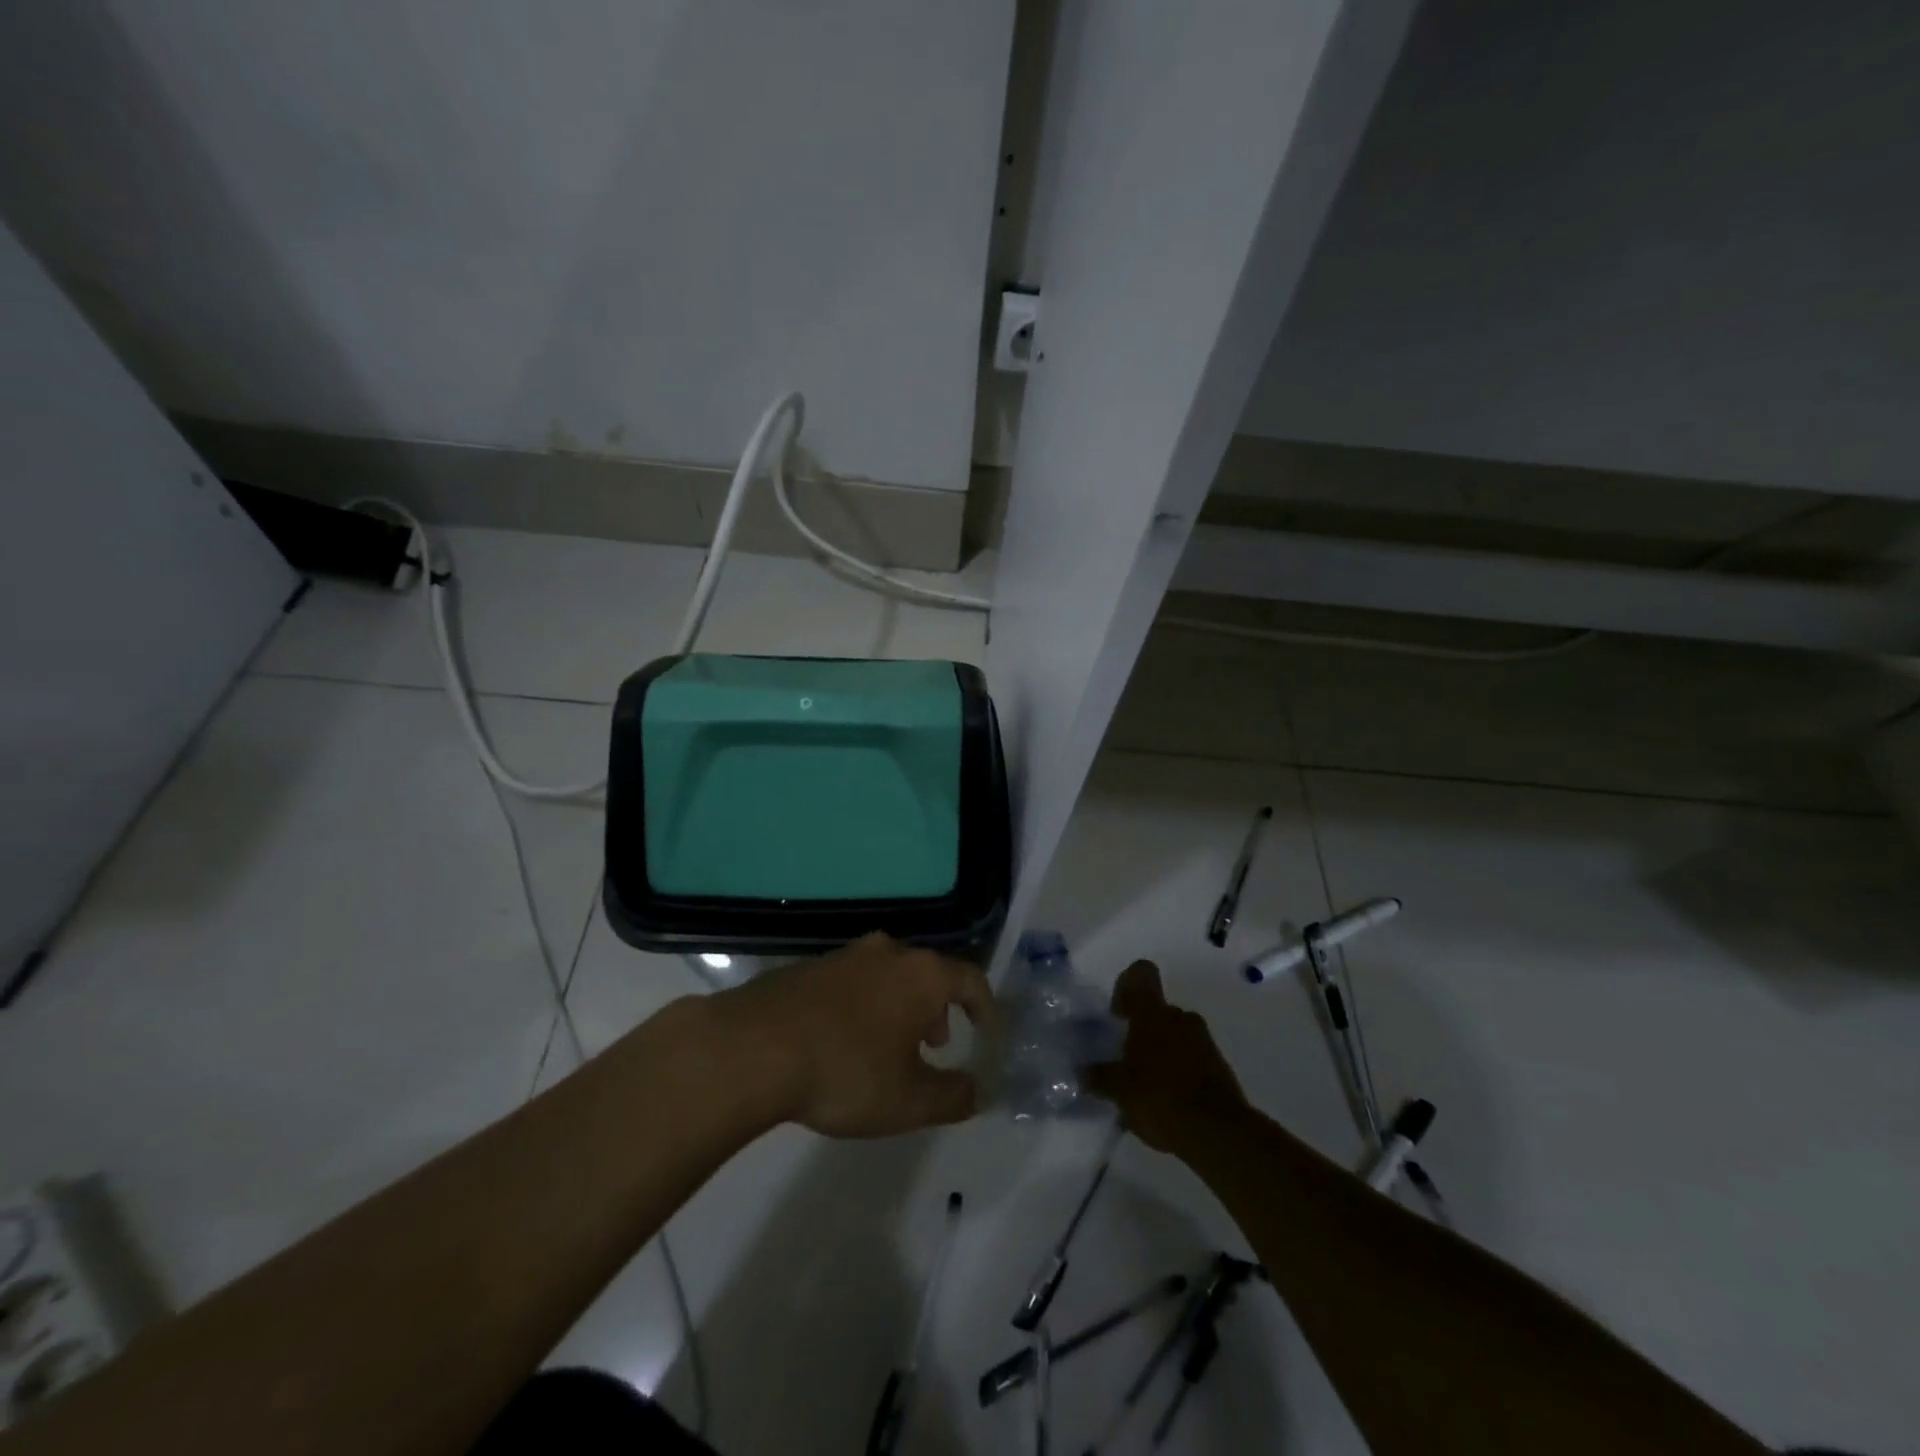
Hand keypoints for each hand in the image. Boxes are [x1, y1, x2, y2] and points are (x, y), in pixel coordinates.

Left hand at [713, 932, 995, 1137]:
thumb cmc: (847, 1070)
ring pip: (889, 975)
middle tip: (937, 1043)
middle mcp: (887, 953)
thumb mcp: (909, 1100)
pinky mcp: (807, 967)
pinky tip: (845, 1041)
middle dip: (939, 1008)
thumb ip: (953, 1096)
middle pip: (928, 972)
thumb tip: (978, 1090)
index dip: (985, 1007)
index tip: (988, 1033)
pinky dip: (864, 1005)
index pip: (970, 979)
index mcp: (921, 974)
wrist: (754, 1047)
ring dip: (900, 1006)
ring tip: (892, 1046)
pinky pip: (853, 982)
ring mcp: (844, 955)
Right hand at [1084, 961, 1249, 1153]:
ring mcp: (1204, 1041)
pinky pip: (1192, 1059)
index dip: (1126, 985)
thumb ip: (1100, 1077)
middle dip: (1140, 1031)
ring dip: (1159, 1053)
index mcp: (1153, 1013)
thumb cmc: (1161, 1097)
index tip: (1117, 1013)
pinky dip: (1178, 1073)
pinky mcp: (1219, 1067)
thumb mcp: (1120, 1090)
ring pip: (1175, 1035)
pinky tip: (1165, 1104)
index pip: (1141, 973)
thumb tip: (1083, 1071)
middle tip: (1125, 1060)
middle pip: (1157, 1010)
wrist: (1218, 1132)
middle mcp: (1180, 1018)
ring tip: (1144, 1089)